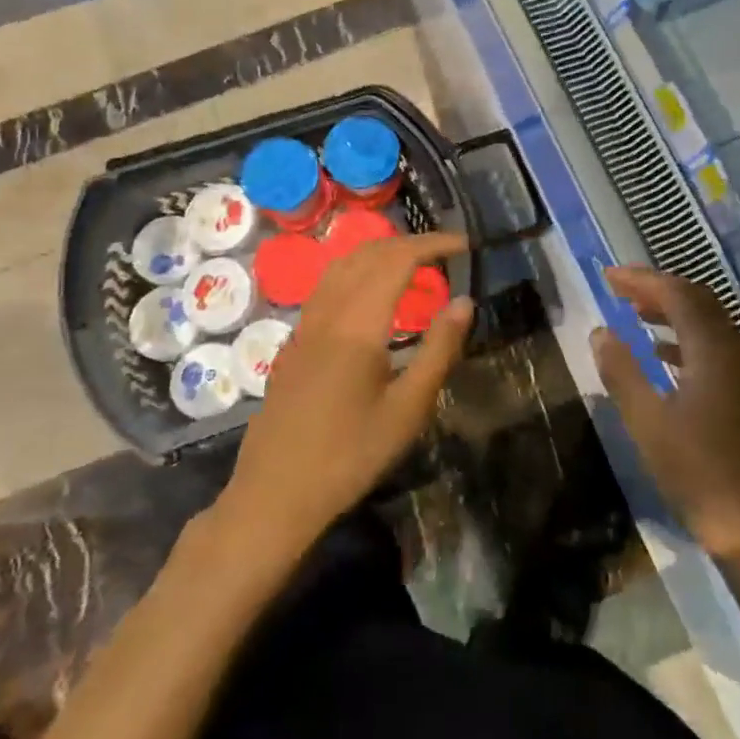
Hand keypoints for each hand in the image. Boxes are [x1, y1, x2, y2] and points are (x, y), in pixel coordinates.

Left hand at [217, 232, 471, 562]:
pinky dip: (357, 274)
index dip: (432, 244)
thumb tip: (464, 302)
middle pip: (367, 254)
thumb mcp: (407, 410)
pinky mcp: (293, 344)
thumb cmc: (349, 456)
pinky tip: (372, 300)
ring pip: (341, 267)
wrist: (274, 495)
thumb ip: (438, 351)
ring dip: (379, 254)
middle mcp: (327, 314)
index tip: (464, 246)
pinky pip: (327, 288)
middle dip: (408, 243)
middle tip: (445, 254)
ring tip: (413, 268)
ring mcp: (304, 327)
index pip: (397, 260)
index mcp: (357, 325)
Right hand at [592, 267, 739, 561]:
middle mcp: (735, 350)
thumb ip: (622, 372)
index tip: (607, 276)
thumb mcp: (648, 422)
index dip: (642, 279)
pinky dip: (685, 337)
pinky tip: (661, 353)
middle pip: (697, 300)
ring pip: (708, 322)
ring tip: (634, 312)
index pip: (677, 293)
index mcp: (713, 350)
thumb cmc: (697, 472)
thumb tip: (600, 331)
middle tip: (619, 288)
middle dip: (658, 288)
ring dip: (672, 311)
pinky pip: (714, 346)